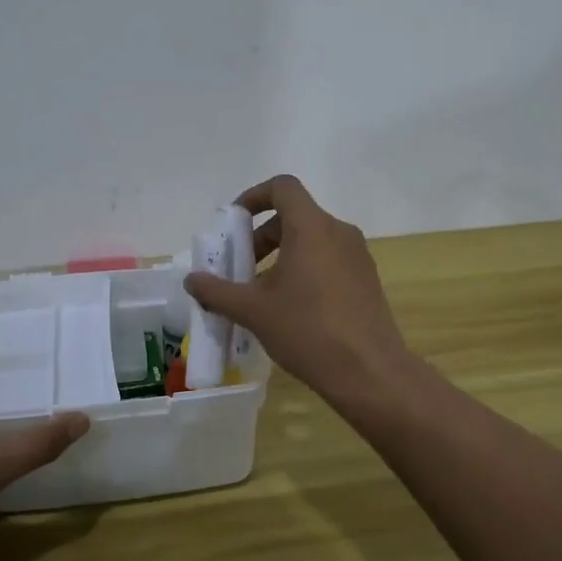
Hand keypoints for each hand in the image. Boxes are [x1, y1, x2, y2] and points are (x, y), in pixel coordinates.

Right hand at [184, 175, 411, 404]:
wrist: (369, 372)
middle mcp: (339, 232)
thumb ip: (217, 291)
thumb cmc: (307, 330)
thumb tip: (192, 280)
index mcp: (312, 227)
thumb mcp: (254, 311)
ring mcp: (358, 256)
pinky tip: (292, 308)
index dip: (254, 196)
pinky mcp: (367, 279)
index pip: (283, 187)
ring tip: (262, 294)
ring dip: (282, 256)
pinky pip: (329, 260)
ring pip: (312, 240)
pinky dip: (305, 270)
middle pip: (294, 216)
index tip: (234, 223)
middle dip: (262, 237)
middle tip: (241, 269)